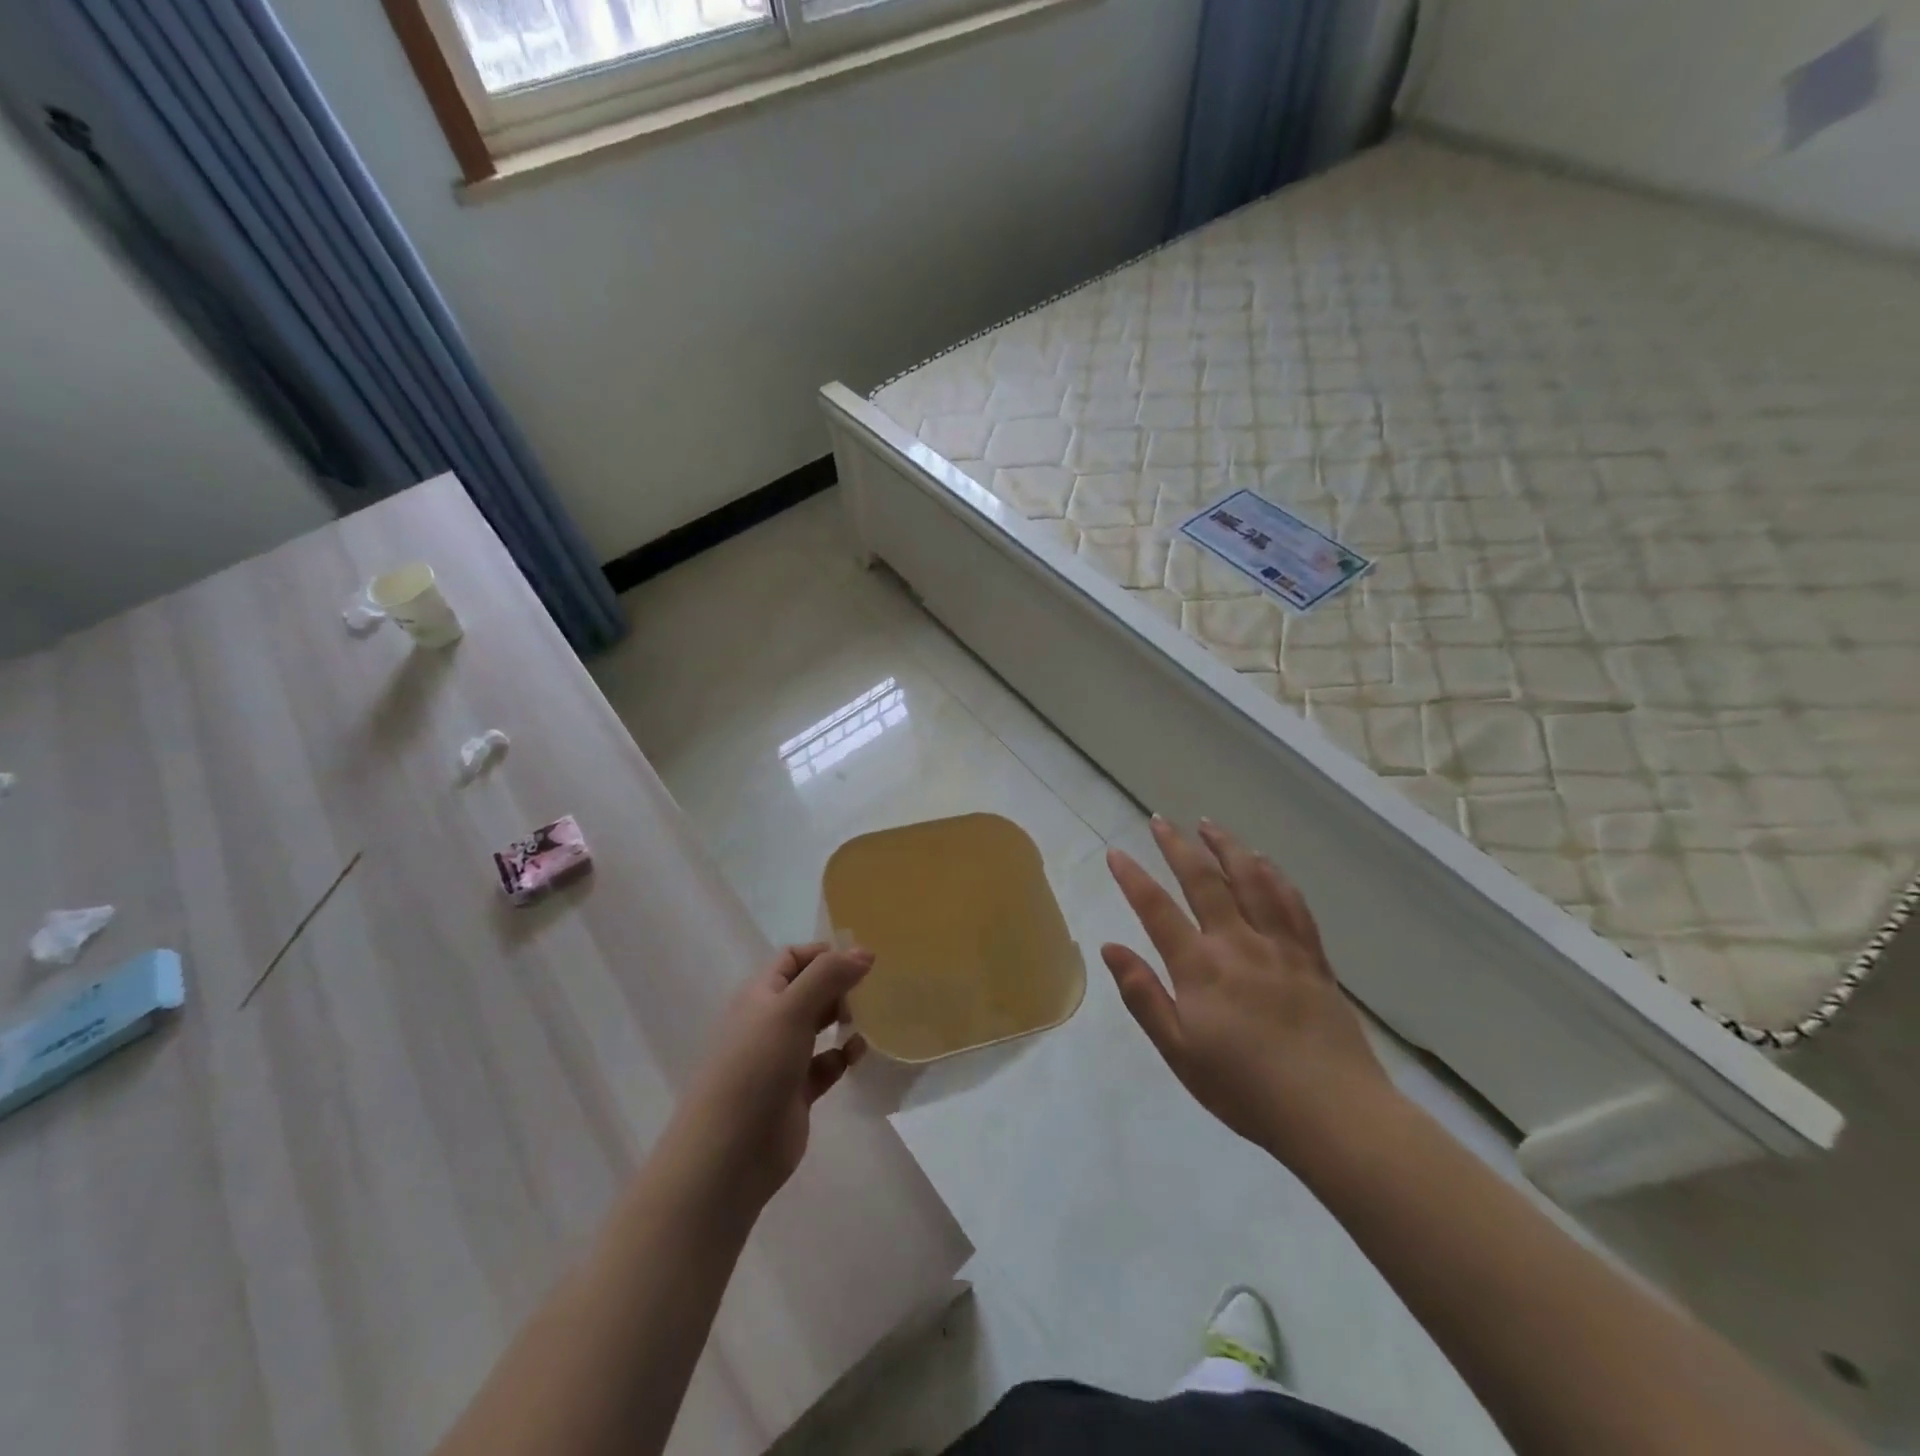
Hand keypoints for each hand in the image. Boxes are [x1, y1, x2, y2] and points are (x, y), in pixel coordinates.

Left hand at [672, 943, 870, 1212]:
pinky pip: (825, 1065)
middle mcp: (769, 1022)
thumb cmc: (755, 1068)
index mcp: (760, 995)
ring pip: (818, 1027)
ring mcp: (781, 1059)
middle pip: (809, 990)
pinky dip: (843, 1057)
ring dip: (844, 1019)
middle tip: (874, 989)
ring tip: (874, 1018)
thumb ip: (828, 976)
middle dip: (839, 985)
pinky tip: (859, 1056)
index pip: (792, 959)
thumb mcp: (791, 1010)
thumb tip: (864, 951)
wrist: (729, 1154)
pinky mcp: (795, 1093)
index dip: (824, 953)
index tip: (861, 960)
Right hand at [1101, 816, 1398, 1166]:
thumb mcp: (1179, 1052)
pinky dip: (1275, 876)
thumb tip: (1110, 948)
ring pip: (1252, 881)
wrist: (1334, 1114)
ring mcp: (1280, 947)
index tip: (1115, 852)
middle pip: (1204, 882)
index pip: (1157, 910)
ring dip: (1227, 848)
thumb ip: (1143, 996)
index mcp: (1201, 968)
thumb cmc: (1245, 1089)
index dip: (1133, 878)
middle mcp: (1239, 944)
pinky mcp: (1312, 958)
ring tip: (1209, 824)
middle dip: (1178, 847)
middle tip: (1160, 820)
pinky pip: (1292, 904)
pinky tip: (1265, 863)